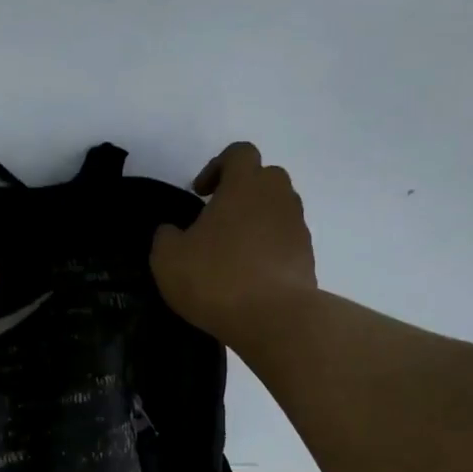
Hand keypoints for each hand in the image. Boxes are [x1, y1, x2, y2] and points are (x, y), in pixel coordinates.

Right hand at [151, 142, 317, 346]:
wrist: (273, 318)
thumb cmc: (215, 278)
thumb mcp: (167, 258)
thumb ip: (166, 236)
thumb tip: (172, 231)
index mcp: (245, 184)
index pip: (239, 153)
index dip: (217, 166)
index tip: (200, 193)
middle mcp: (278, 196)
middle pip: (263, 178)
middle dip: (240, 192)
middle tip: (216, 220)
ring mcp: (297, 226)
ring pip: (276, 210)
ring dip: (255, 222)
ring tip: (231, 252)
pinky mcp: (307, 257)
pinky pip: (284, 241)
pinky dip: (268, 250)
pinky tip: (248, 277)